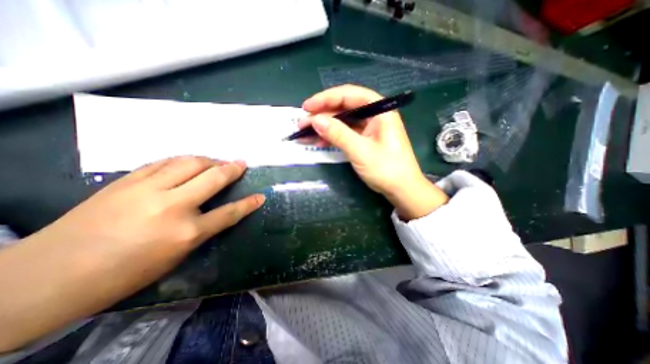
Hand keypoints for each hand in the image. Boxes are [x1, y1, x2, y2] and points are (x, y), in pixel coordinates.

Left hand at [0, 156, 262, 349]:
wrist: (49, 276)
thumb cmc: (125, 273)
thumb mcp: (176, 256)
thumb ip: (201, 230)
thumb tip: (216, 212)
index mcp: (186, 232)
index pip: (229, 213)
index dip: (248, 204)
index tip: (261, 196)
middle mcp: (172, 206)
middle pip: (213, 178)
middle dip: (232, 169)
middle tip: (241, 163)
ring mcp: (148, 189)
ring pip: (189, 163)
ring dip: (209, 160)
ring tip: (217, 161)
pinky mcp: (127, 180)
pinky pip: (164, 162)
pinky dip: (182, 160)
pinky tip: (188, 162)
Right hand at [299, 86, 446, 220]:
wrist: (401, 190)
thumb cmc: (387, 169)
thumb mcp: (361, 151)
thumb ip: (338, 134)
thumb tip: (315, 120)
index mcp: (379, 111)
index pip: (350, 95)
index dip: (326, 98)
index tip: (307, 107)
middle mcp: (374, 115)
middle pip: (344, 108)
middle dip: (322, 115)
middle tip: (302, 122)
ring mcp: (369, 128)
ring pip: (343, 121)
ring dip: (324, 127)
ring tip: (305, 133)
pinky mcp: (364, 140)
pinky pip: (345, 133)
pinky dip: (332, 137)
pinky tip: (319, 141)